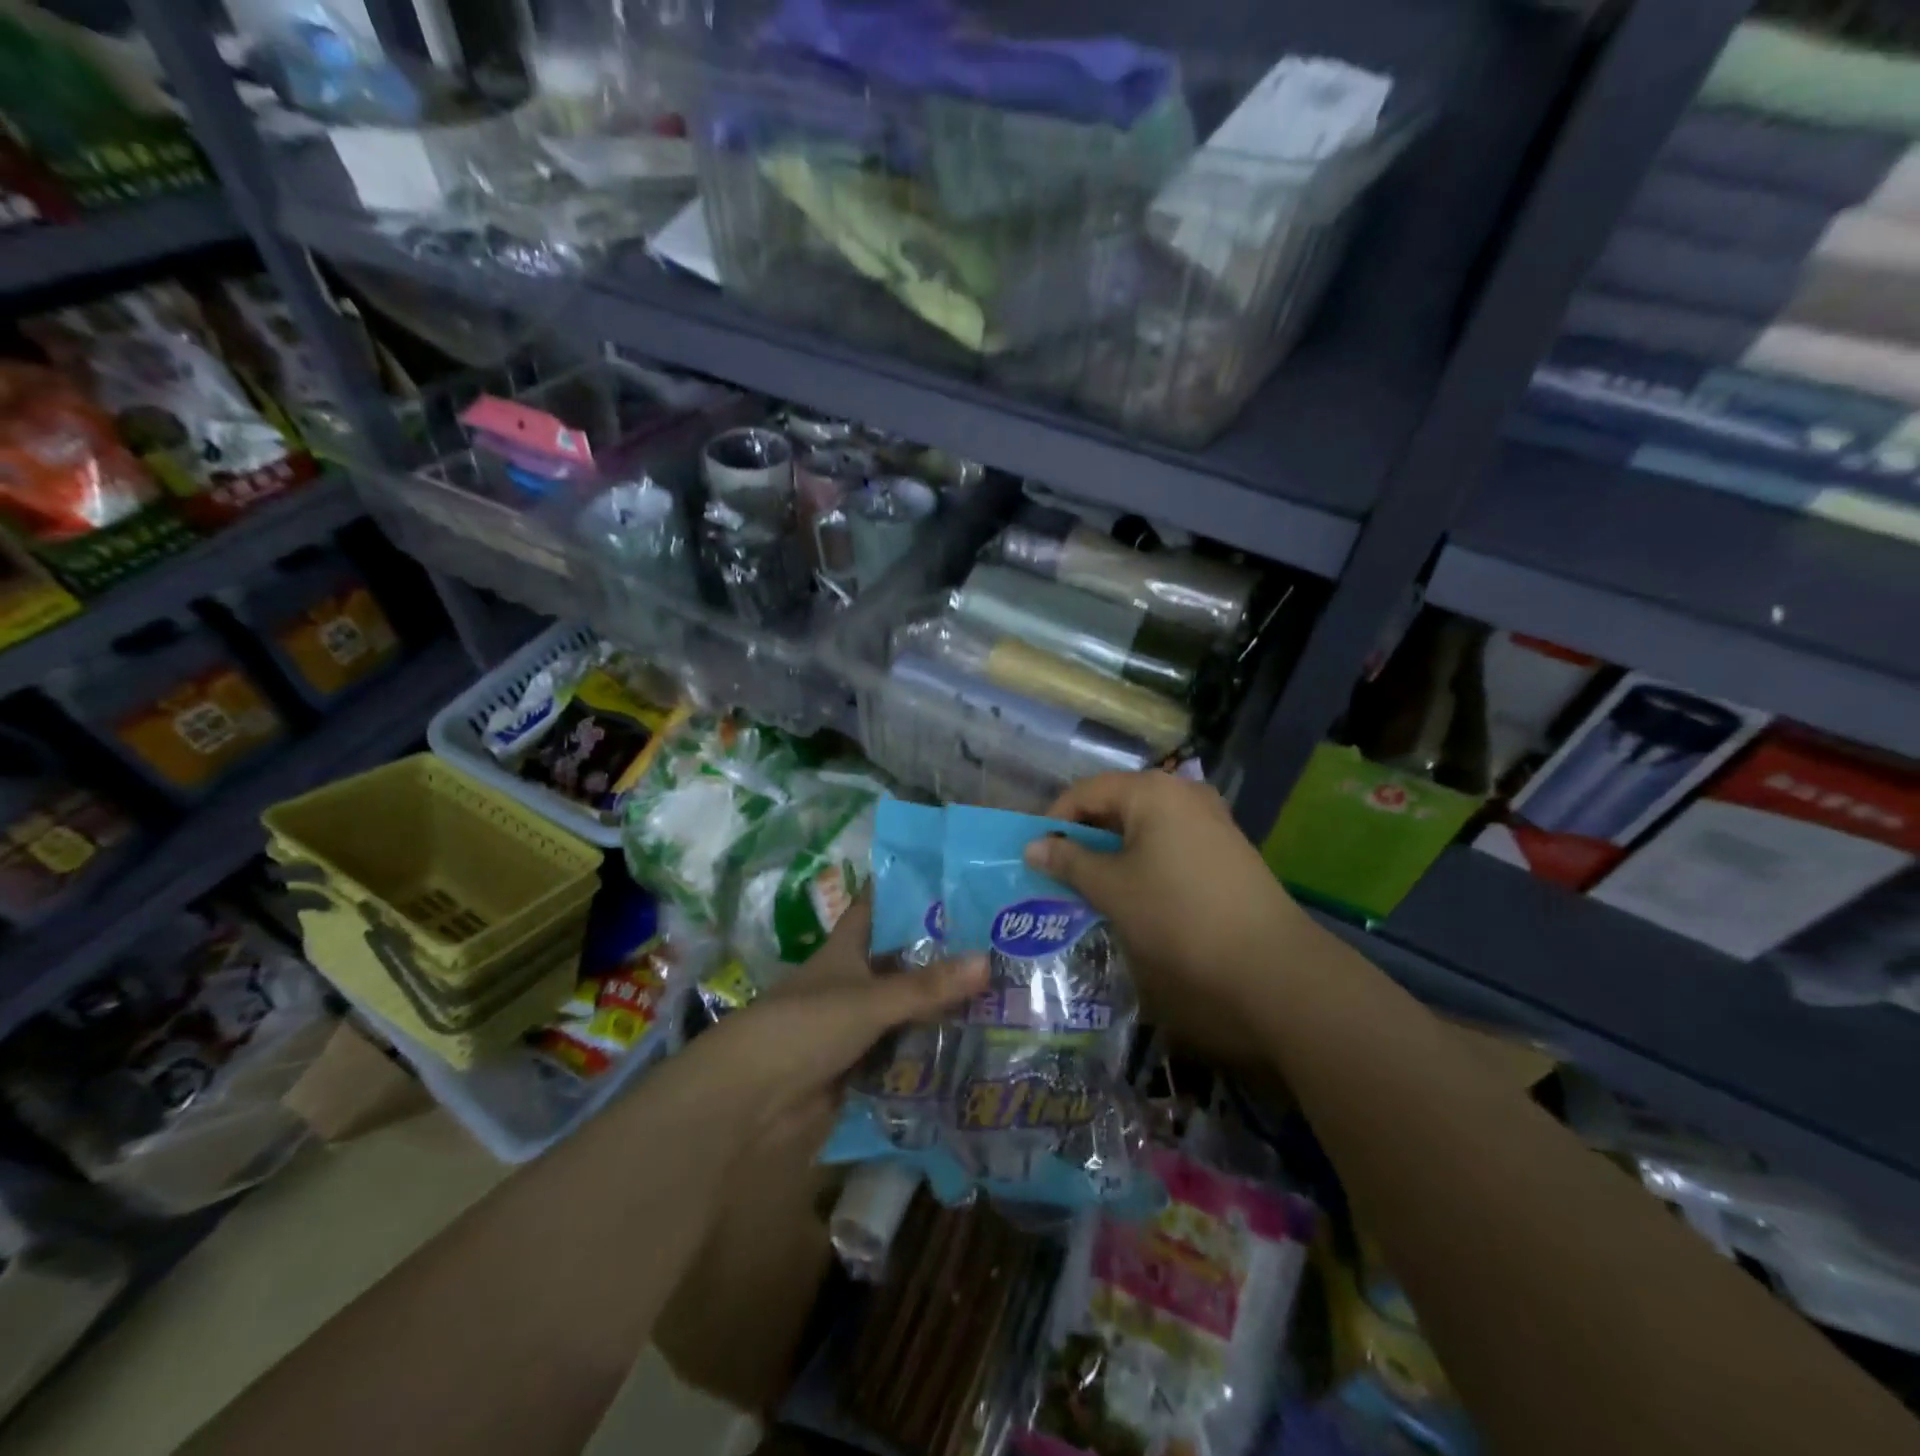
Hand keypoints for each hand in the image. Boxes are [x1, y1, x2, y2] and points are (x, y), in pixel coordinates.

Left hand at [689, 897, 987, 1147]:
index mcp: (845, 951)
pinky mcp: (861, 1068)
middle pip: (900, 962)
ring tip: (1002, 994)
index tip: (950, 876)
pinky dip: (931, 1052)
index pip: (875, 907)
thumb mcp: (867, 1000)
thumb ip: (925, 987)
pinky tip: (975, 1047)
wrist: (751, 1103)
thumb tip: (988, 961)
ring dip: (941, 1008)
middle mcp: (852, 983)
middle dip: (941, 955)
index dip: (904, 890)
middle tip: (999, 943)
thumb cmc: (803, 1028)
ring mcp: (856, 1026)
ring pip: (906, 1009)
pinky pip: (904, 1054)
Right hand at [1026, 772, 1309, 1066]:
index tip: (1035, 856)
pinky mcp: (1226, 849)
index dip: (1054, 821)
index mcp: (1151, 790)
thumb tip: (1033, 846)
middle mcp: (1183, 793)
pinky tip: (1136, 895)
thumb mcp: (1112, 888)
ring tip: (1092, 888)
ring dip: (1112, 853)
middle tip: (1059, 874)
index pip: (1085, 792)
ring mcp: (1210, 820)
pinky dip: (1143, 862)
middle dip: (1084, 838)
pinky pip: (1169, 844)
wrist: (1270, 964)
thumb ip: (1069, 861)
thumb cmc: (1177, 915)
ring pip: (1143, 827)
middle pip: (1115, 805)